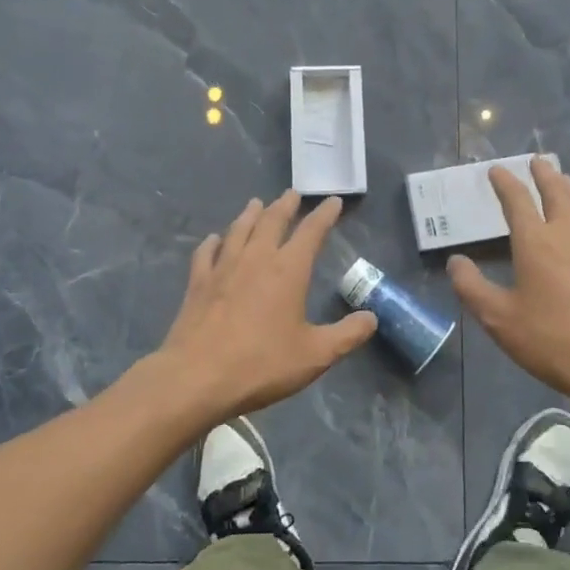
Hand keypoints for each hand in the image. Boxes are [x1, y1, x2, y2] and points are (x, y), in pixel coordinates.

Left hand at [158, 190, 377, 419]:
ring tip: (257, 203)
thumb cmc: (261, 364)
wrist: (197, 377)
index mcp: (288, 269)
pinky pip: (206, 252)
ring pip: (240, 229)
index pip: (312, 231)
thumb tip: (372, 317)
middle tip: (292, 193)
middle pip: (273, 221)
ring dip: (251, 214)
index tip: (333, 201)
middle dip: (285, 205)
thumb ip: (347, 335)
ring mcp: (224, 267)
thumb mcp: (315, 355)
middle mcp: (257, 258)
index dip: (325, 214)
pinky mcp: (199, 282)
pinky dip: (213, 242)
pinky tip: (214, 239)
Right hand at [447, 158, 569, 412]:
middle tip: (536, 161)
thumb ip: (471, 287)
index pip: (517, 201)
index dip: (505, 183)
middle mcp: (567, 234)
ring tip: (563, 178)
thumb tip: (455, 262)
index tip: (496, 170)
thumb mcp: (498, 319)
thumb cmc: (551, 340)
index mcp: (535, 242)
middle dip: (544, 175)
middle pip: (556, 192)